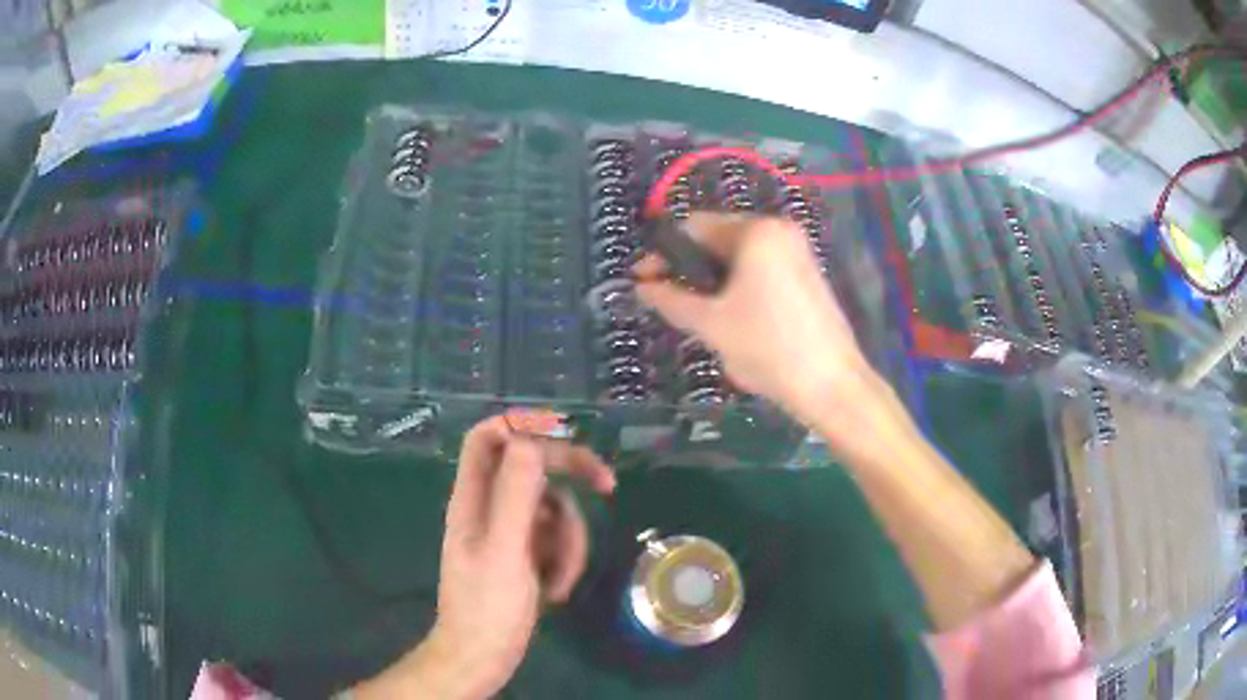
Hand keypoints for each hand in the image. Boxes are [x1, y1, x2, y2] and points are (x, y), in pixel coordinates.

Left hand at [353, 416, 615, 699]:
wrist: (482, 657)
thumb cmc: (487, 608)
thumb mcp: (505, 551)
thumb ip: (515, 496)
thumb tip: (530, 441)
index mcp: (473, 498)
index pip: (489, 437)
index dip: (523, 425)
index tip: (565, 436)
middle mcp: (489, 507)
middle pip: (532, 467)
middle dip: (569, 478)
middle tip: (607, 485)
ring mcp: (508, 533)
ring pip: (552, 509)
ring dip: (569, 540)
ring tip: (559, 579)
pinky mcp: (523, 555)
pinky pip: (554, 540)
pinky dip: (564, 560)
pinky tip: (555, 591)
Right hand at [635, 213, 892, 456]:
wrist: (831, 386)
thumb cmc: (768, 348)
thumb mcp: (710, 324)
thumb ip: (670, 299)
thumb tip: (641, 286)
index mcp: (756, 231)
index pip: (693, 227)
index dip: (663, 254)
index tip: (643, 282)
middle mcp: (778, 229)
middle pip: (717, 239)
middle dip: (690, 269)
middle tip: (673, 304)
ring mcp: (797, 251)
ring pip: (739, 257)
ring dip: (713, 280)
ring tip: (701, 316)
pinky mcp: (806, 274)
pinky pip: (760, 269)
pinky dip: (739, 285)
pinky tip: (734, 318)